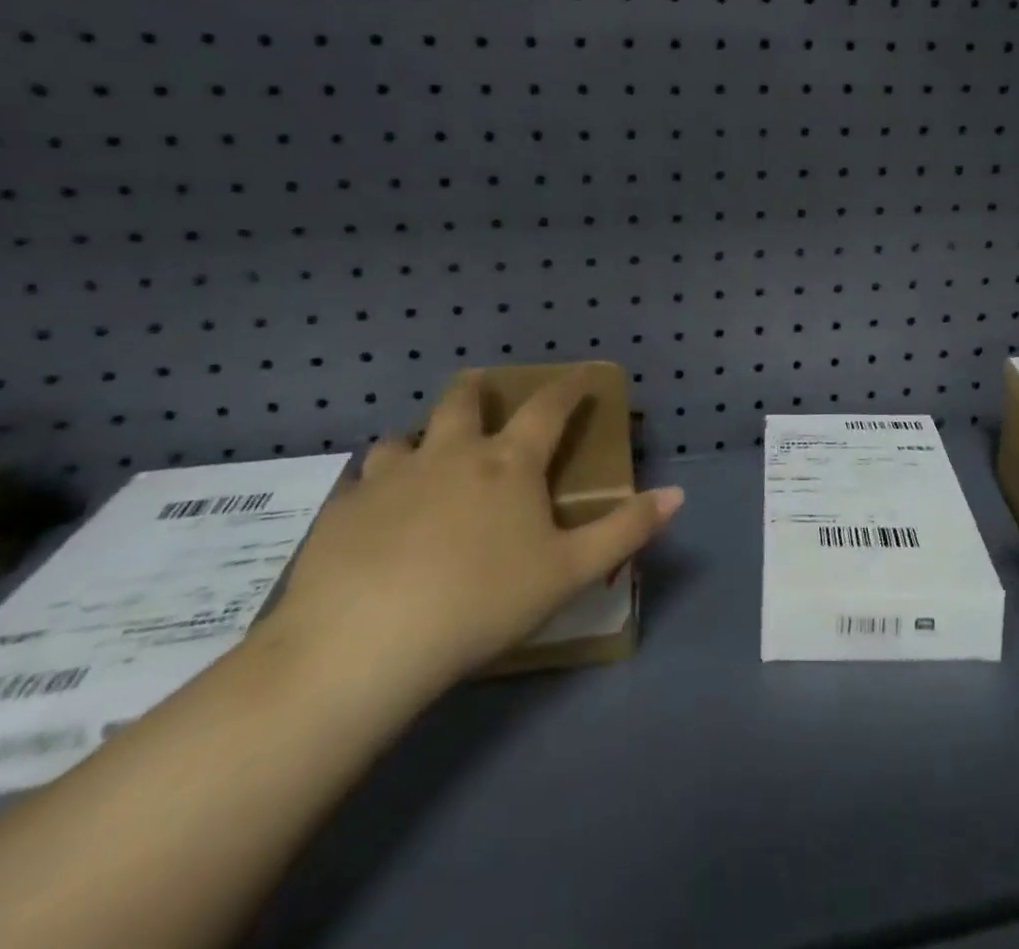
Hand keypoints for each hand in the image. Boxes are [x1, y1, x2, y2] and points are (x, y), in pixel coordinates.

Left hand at [264, 369, 683, 705]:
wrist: (365, 643)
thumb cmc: (483, 601)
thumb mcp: (568, 572)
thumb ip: (625, 530)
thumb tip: (678, 493)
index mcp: (507, 464)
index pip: (548, 408)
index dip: (569, 387)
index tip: (581, 374)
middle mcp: (448, 455)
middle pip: (461, 401)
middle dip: (477, 389)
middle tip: (482, 389)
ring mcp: (389, 478)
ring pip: (400, 438)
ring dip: (416, 440)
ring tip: (419, 458)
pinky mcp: (341, 512)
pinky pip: (357, 486)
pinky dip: (370, 489)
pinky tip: (369, 516)